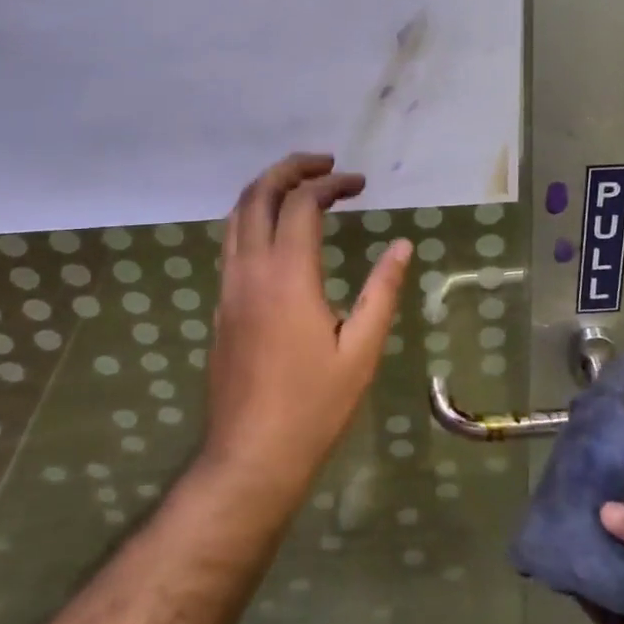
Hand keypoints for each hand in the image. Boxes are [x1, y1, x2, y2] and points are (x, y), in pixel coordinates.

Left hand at [203, 153, 410, 501]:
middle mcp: (250, 271)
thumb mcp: (361, 350)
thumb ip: (381, 291)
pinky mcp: (221, 307)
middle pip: (258, 195)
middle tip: (325, 165)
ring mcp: (228, 289)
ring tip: (302, 185)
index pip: (302, 204)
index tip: (360, 183)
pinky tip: (280, 234)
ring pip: (236, 217)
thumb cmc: (313, 407)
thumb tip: (402, 246)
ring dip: (267, 189)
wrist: (250, 458)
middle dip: (290, 169)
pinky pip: (231, 243)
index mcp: (287, 276)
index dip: (331, 183)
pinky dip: (254, 218)